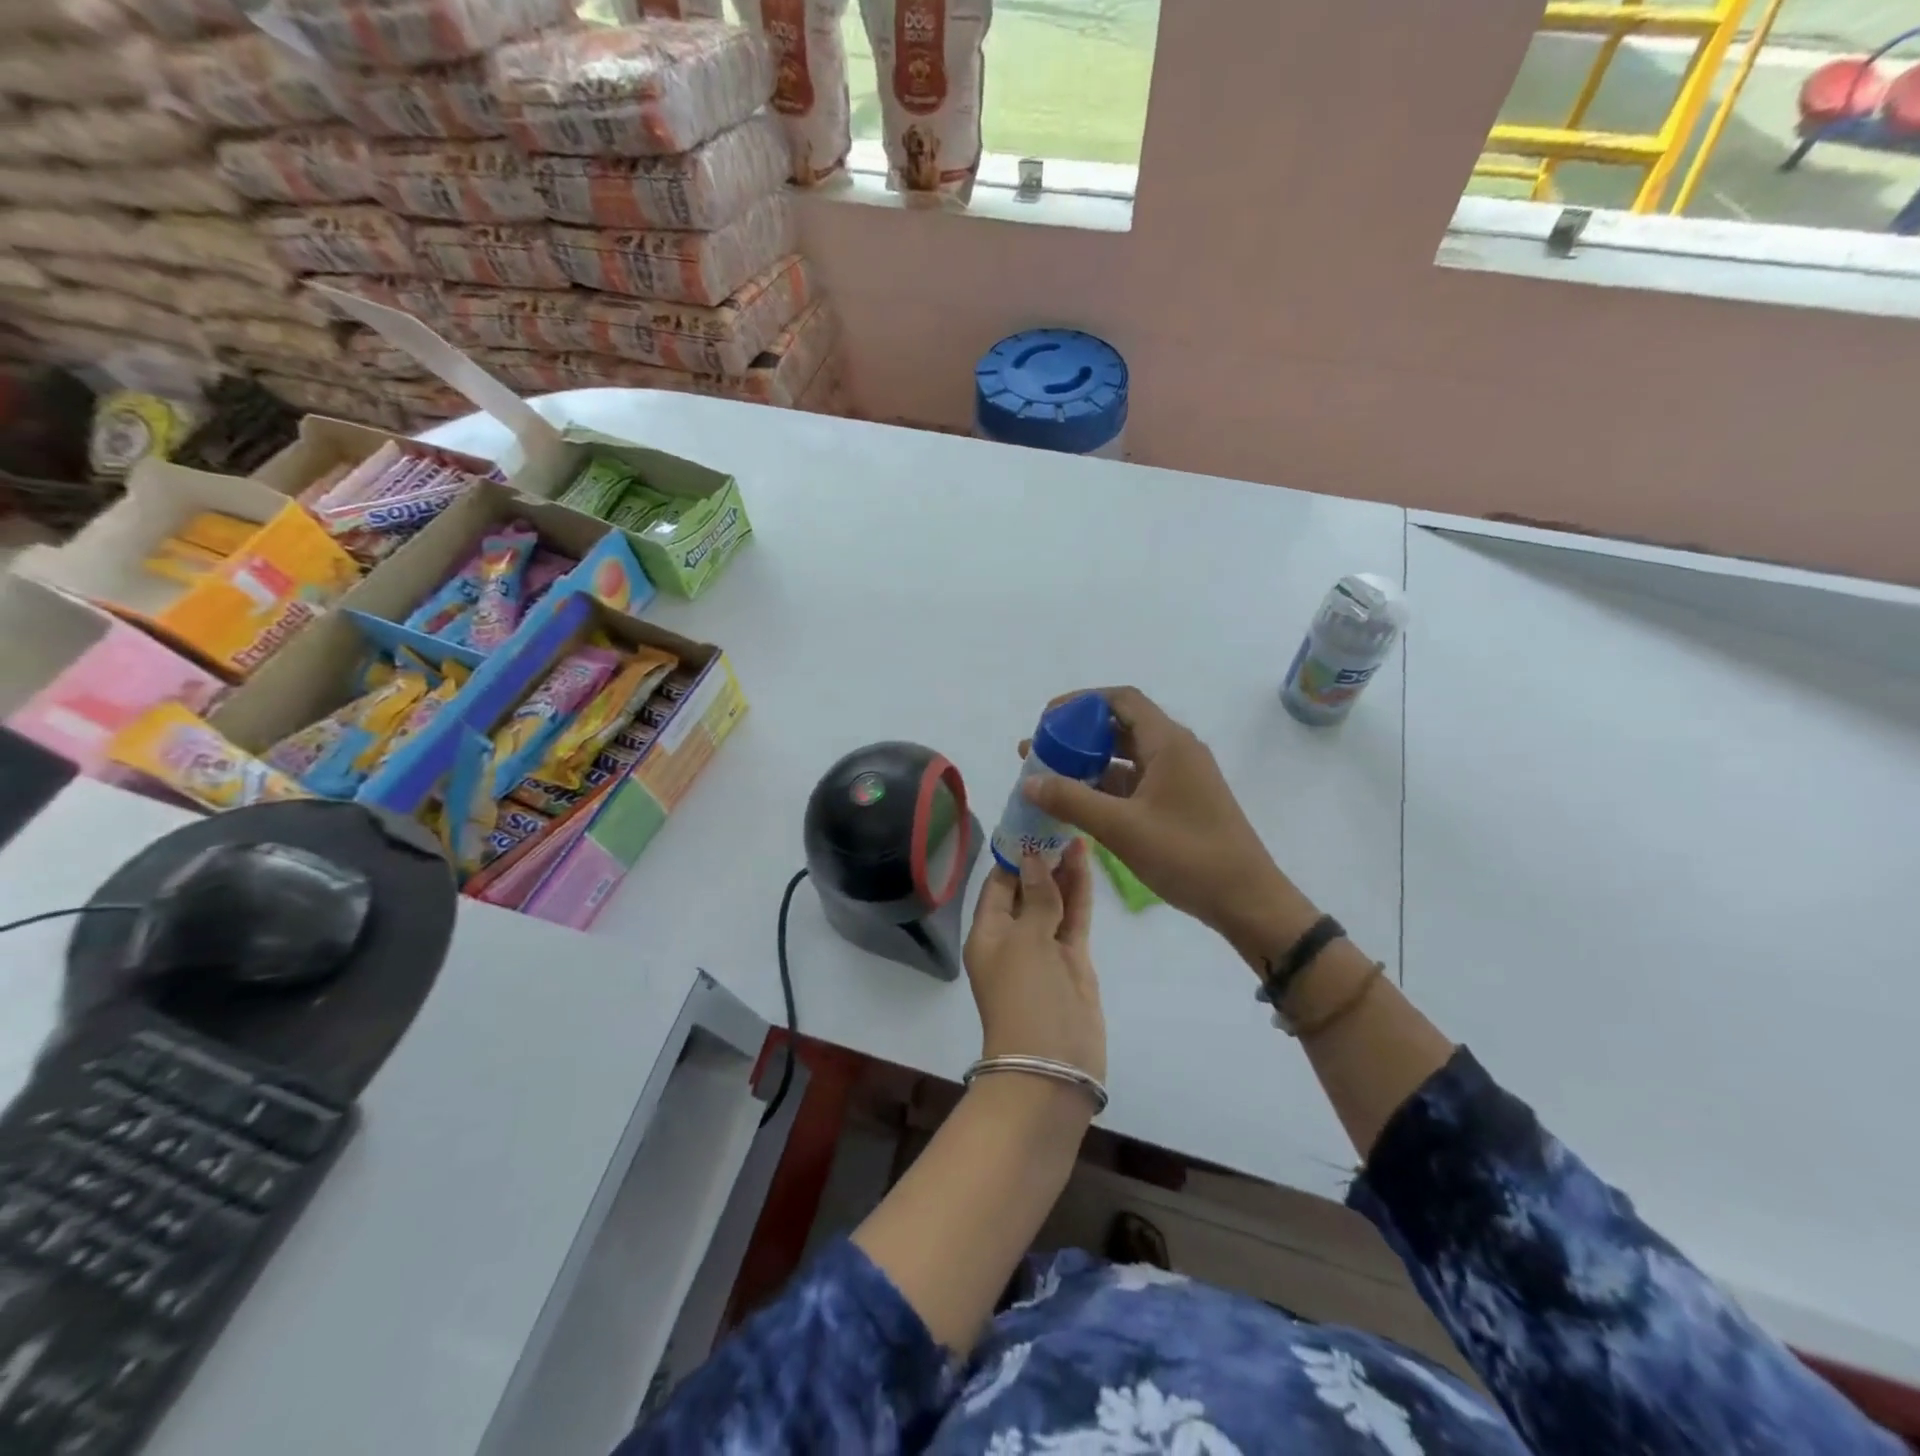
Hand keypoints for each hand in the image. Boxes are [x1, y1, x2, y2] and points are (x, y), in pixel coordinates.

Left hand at [962, 840, 1104, 1082]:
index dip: (1014, 854)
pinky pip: (1074, 917)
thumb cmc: (1025, 996)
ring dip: (1062, 870)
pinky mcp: (1073, 959)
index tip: (1031, 822)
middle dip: (1041, 858)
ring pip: (1054, 899)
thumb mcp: (1026, 941)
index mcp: (987, 932)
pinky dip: (1079, 891)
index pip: (998, 883)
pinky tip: (1086, 861)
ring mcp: (1045, 948)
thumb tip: (1034, 858)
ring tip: (1075, 830)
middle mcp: (1014, 937)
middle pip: (1028, 888)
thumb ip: (1037, 898)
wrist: (1053, 1064)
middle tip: (1059, 819)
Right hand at [1021, 687, 1311, 960]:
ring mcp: (1180, 778)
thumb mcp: (1121, 828)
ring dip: (1089, 763)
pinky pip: (1136, 782)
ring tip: (1049, 778)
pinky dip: (1106, 786)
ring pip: (1127, 757)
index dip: (1081, 703)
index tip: (1047, 719)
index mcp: (1169, 743)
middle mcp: (1176, 751)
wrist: (1246, 900)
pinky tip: (1079, 804)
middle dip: (1078, 735)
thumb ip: (1071, 800)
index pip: (1121, 700)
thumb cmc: (1187, 855)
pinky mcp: (1180, 803)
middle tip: (1040, 752)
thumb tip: (1028, 781)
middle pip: (1121, 727)